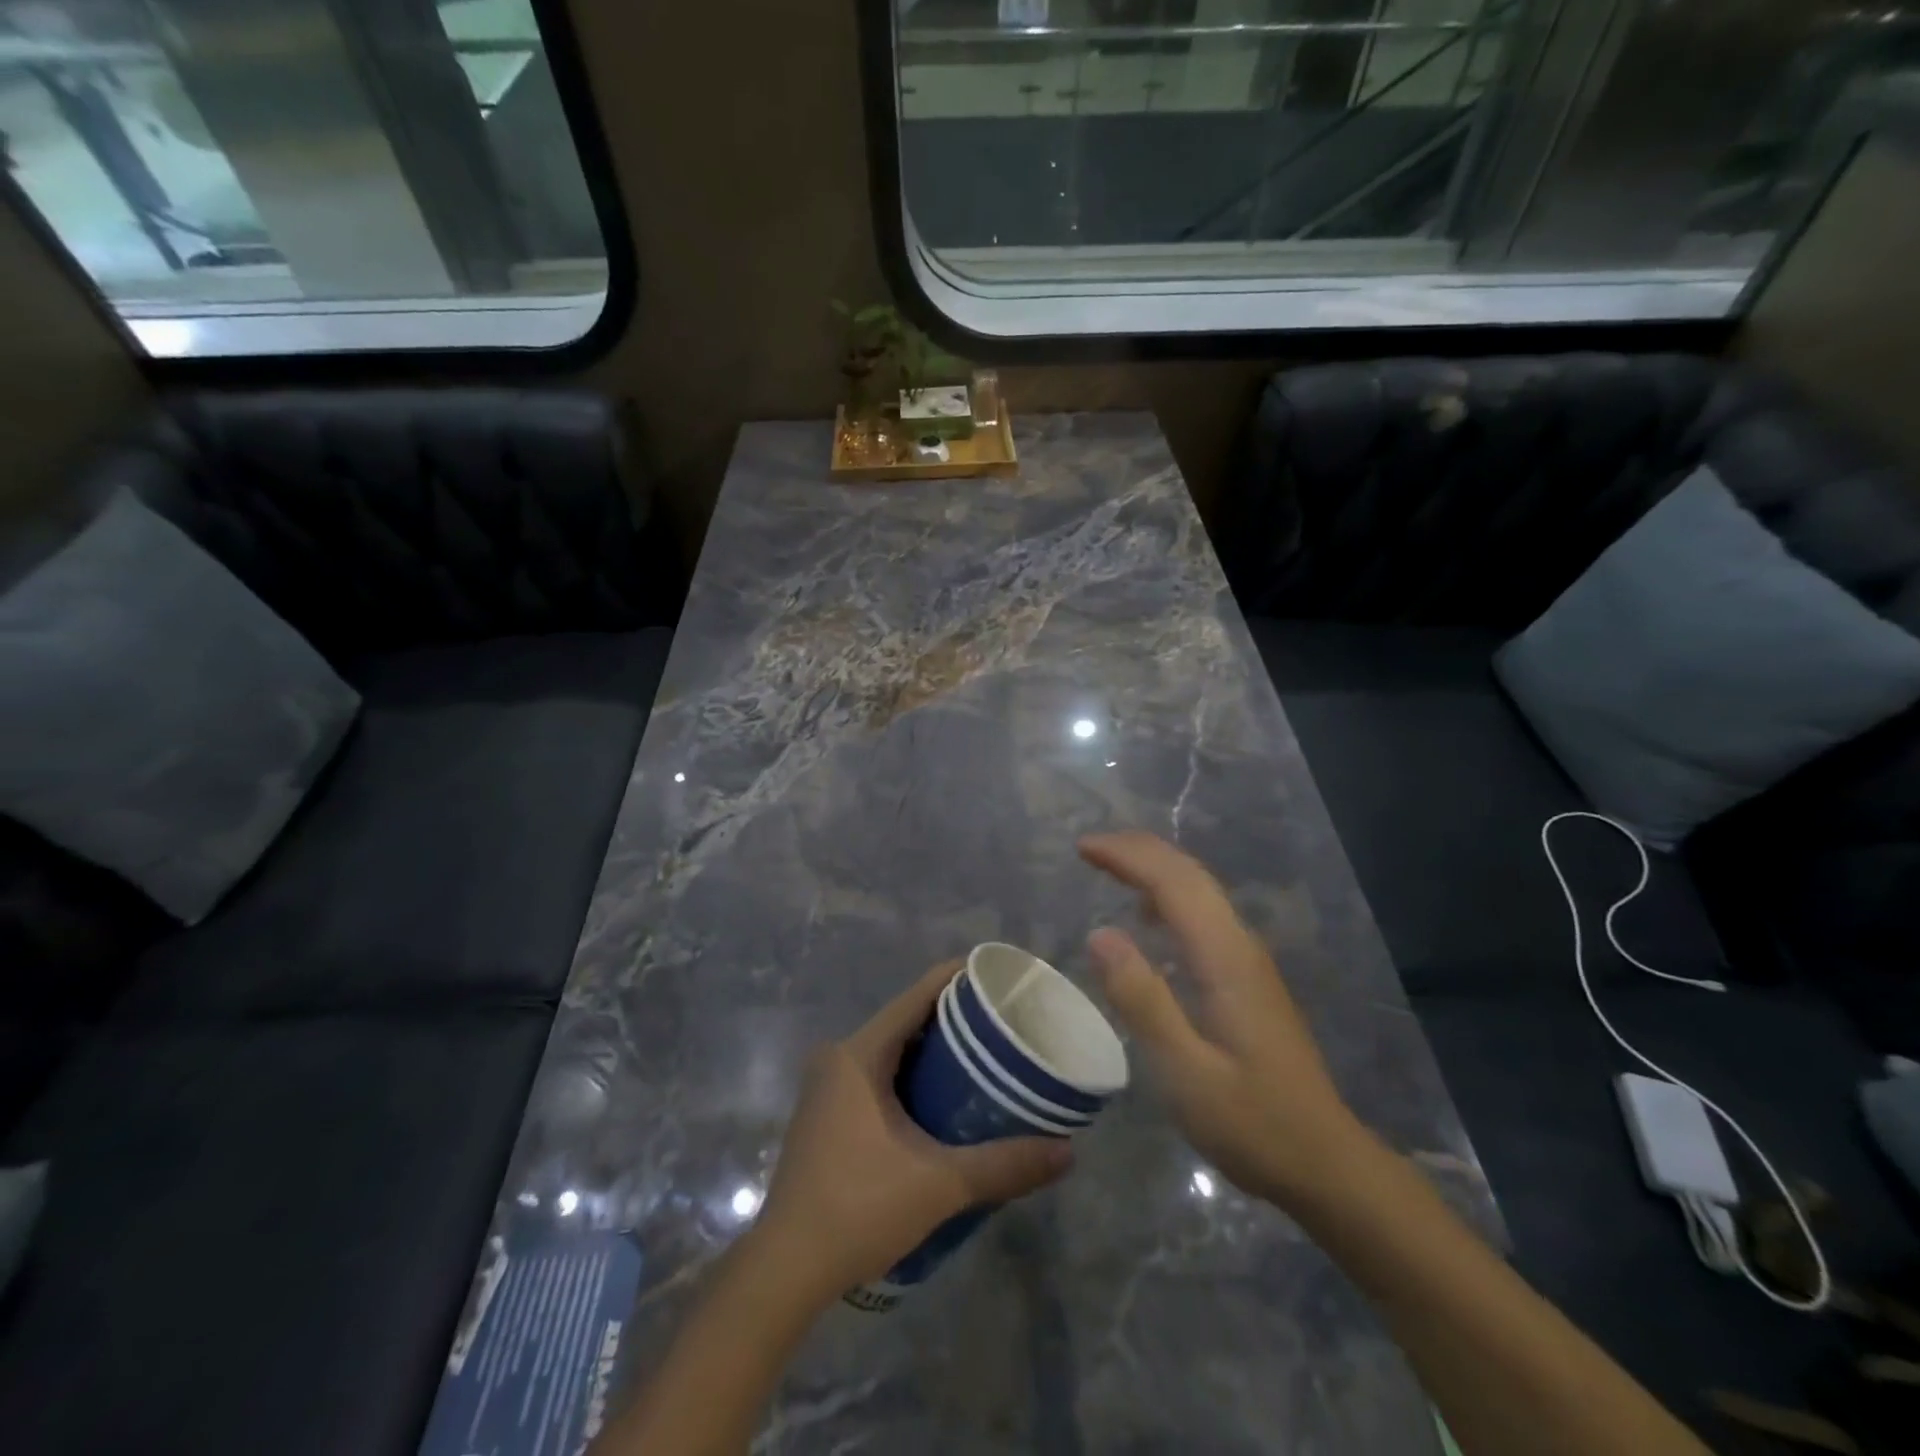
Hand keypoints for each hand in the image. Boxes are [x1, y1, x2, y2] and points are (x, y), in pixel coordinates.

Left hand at [753, 962, 1072, 1304]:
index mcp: (859, 1054)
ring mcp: (827, 1087)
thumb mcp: (940, 1184)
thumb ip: (1004, 1165)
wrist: (785, 1270)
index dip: (957, 980)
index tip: (999, 977)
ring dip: (932, 1051)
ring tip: (984, 1057)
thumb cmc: (859, 1209)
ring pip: (890, 1050)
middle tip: (1003, 1023)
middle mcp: (838, 1058)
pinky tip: (943, 1098)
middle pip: (905, 1020)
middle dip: (953, 1018)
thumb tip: (1068, 1153)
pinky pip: (876, 1075)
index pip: (916, 997)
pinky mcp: (825, 1115)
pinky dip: (910, 1076)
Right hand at [1079, 831, 1371, 1208]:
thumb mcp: (1186, 1072)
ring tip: (1111, 868)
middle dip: (1139, 851)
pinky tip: (1149, 918)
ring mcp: (1249, 961)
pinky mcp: (1248, 980)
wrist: (1326, 1163)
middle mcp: (1240, 946)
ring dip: (1155, 869)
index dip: (1127, 856)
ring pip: (1200, 892)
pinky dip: (1170, 897)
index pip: (1174, 882)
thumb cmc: (1253, 1123)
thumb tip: (1099, 933)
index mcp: (1225, 959)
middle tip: (1089, 848)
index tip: (1082, 847)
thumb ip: (1142, 1000)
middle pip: (1190, 875)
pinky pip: (1204, 916)